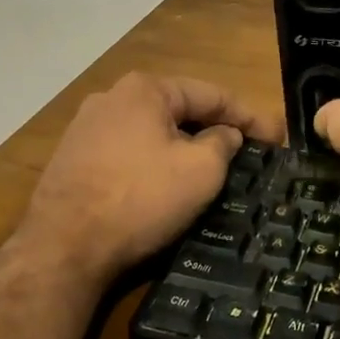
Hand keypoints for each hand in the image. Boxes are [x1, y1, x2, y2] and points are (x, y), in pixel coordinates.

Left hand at [16, 73, 282, 286]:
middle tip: (248, 153)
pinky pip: (128, 152)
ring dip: (184, 146)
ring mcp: (85, 128)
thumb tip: (224, 135)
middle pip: (180, 109)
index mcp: (146, 89)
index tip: (277, 138)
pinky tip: (165, 184)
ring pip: (152, 131)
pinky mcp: (71, 160)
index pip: (212, 95)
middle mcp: (112, 98)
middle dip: (216, 129)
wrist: (62, 249)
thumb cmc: (140, 199)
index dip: (250, 117)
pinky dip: (154, 162)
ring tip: (211, 168)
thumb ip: (222, 144)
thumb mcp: (201, 171)